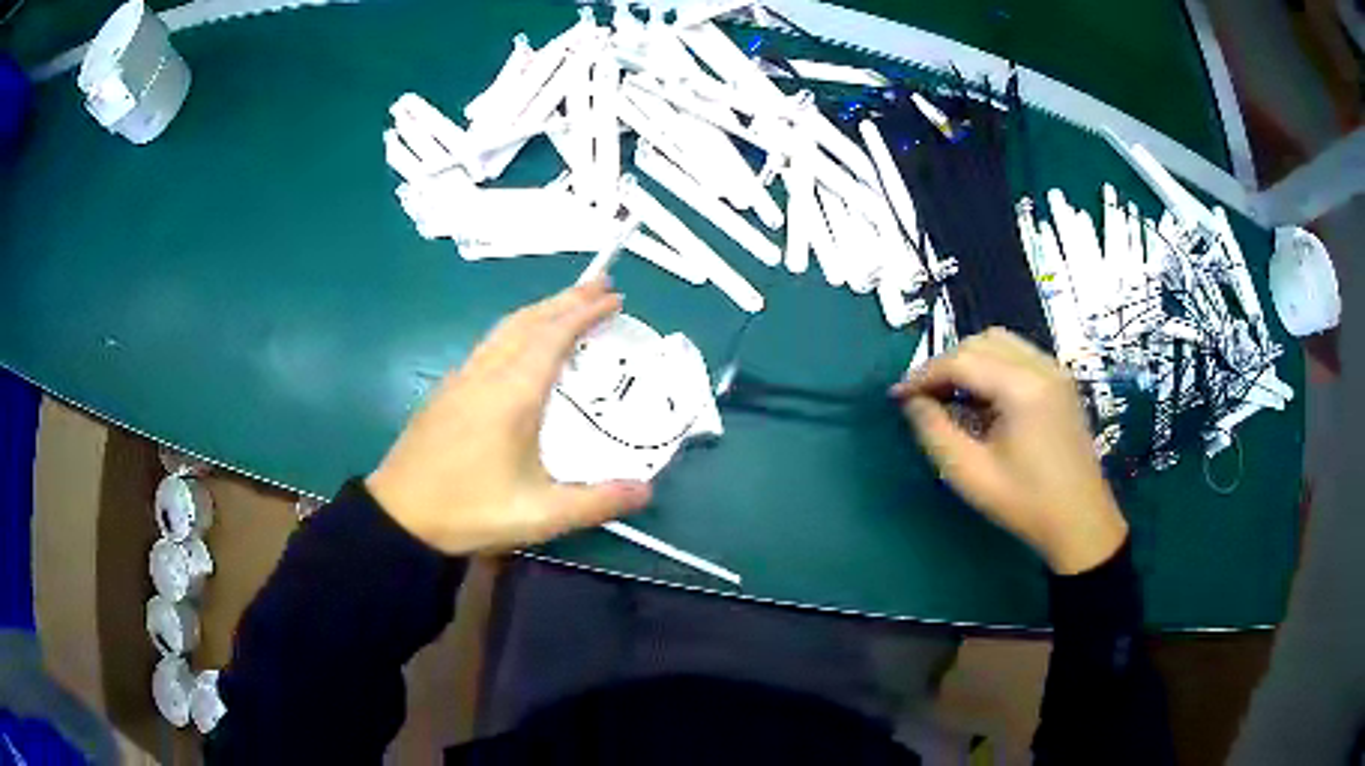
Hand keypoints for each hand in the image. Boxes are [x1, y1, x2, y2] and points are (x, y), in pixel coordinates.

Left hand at [366, 280, 651, 555]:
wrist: (399, 516)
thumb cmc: (469, 511)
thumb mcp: (540, 515)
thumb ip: (597, 502)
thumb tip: (647, 490)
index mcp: (512, 394)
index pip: (553, 336)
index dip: (584, 312)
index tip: (613, 297)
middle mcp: (486, 374)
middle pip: (529, 321)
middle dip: (566, 299)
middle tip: (599, 285)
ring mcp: (461, 379)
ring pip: (504, 329)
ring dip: (540, 311)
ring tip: (566, 306)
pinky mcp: (446, 391)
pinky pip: (488, 344)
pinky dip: (516, 330)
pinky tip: (520, 345)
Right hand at [892, 328, 1126, 574]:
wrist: (1080, 521)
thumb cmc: (1025, 503)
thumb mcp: (969, 474)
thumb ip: (934, 431)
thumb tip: (911, 401)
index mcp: (1022, 388)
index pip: (962, 360)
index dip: (924, 374)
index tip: (898, 396)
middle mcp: (1042, 367)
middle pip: (981, 342)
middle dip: (946, 364)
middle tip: (922, 397)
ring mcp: (1055, 370)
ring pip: (1000, 343)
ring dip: (968, 361)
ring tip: (948, 395)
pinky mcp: (1060, 381)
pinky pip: (1017, 355)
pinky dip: (991, 366)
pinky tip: (981, 398)